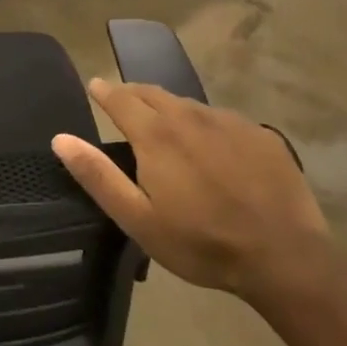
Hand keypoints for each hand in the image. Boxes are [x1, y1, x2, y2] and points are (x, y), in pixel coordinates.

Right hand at [51, 78, 327, 300]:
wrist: (285, 259)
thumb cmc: (200, 243)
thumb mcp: (137, 218)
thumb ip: (97, 175)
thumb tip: (61, 138)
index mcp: (155, 135)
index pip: (120, 98)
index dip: (104, 91)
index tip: (94, 86)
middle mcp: (190, 117)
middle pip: (154, 93)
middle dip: (134, 93)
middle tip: (124, 102)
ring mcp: (229, 123)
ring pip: (189, 105)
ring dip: (171, 109)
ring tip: (166, 125)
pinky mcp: (261, 136)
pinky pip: (223, 120)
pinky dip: (207, 125)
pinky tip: (213, 147)